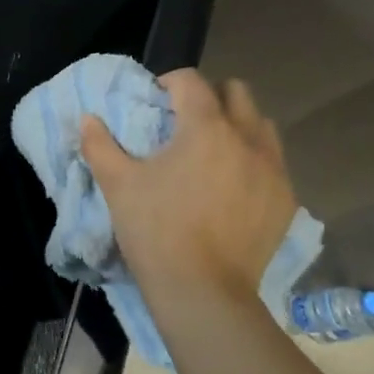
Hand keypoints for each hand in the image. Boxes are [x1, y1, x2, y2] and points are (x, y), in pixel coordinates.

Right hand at [80, 69, 295, 300]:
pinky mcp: (285, 199)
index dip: (168, 83)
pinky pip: (273, 162)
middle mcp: (246, 138)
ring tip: (214, 152)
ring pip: (261, 125)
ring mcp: (272, 169)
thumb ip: (99, 145)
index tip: (154, 102)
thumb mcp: (118, 185)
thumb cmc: (156, 231)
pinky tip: (233, 187)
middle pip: (236, 92)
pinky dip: (253, 161)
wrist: (203, 292)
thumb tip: (88, 119)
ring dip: (237, 126)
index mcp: (205, 127)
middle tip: (185, 124)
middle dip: (209, 98)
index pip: (190, 81)